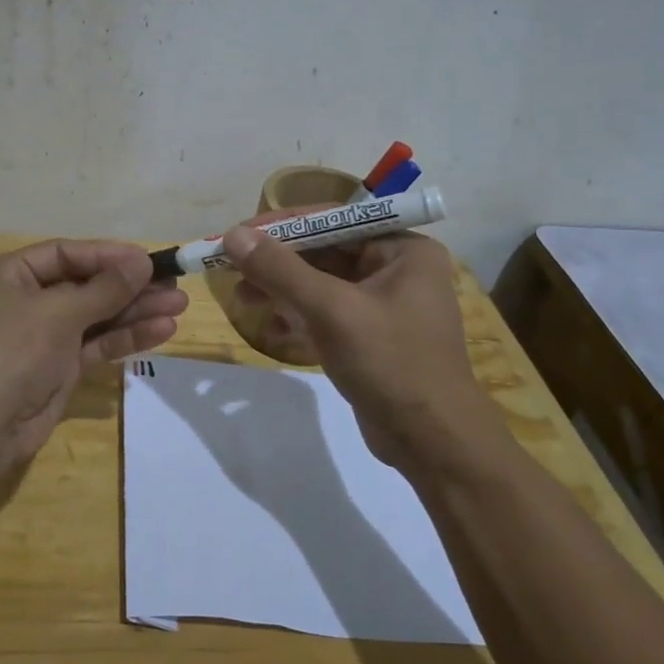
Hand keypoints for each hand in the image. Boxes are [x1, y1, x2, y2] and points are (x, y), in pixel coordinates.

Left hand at [0, 240, 187, 454]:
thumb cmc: (13, 351)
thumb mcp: (59, 312)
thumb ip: (105, 288)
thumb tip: (142, 262)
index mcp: (6, 276)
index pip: (63, 254)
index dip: (107, 255)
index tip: (146, 259)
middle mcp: (22, 302)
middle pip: (83, 285)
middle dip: (128, 286)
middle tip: (173, 283)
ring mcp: (41, 337)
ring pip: (94, 316)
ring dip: (135, 311)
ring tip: (179, 305)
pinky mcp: (58, 368)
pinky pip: (95, 344)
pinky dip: (125, 337)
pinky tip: (162, 330)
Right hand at [219, 225, 495, 471]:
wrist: (433, 443)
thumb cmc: (390, 364)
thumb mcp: (332, 311)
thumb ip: (281, 270)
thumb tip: (233, 235)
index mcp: (402, 248)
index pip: (332, 219)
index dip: (281, 225)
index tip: (237, 234)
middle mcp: (396, 268)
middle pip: (324, 251)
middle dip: (277, 262)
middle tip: (230, 268)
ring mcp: (383, 304)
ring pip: (321, 283)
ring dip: (281, 289)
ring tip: (242, 299)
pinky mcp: (370, 335)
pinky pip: (326, 312)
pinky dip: (297, 315)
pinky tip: (270, 327)